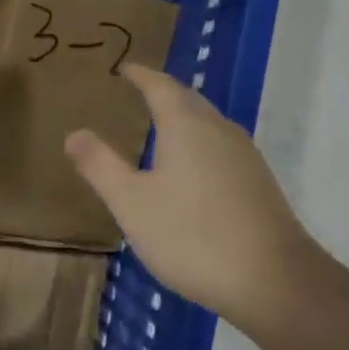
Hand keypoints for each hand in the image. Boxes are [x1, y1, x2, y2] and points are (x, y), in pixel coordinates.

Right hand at [66, 65, 318, 337]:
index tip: (124, 68)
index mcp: (186, 126)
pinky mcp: (259, 182)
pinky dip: (200, 142)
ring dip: (185, 116)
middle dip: (164, 92)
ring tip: (162, 125)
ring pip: (209, 122)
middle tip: (140, 91)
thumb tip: (74, 133)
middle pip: (189, 99)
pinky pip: (222, 146)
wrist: (274, 281)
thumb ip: (100, 166)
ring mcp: (245, 156)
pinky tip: (194, 168)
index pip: (160, 86)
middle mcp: (219, 130)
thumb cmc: (192, 236)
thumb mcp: (131, 203)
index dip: (141, 75)